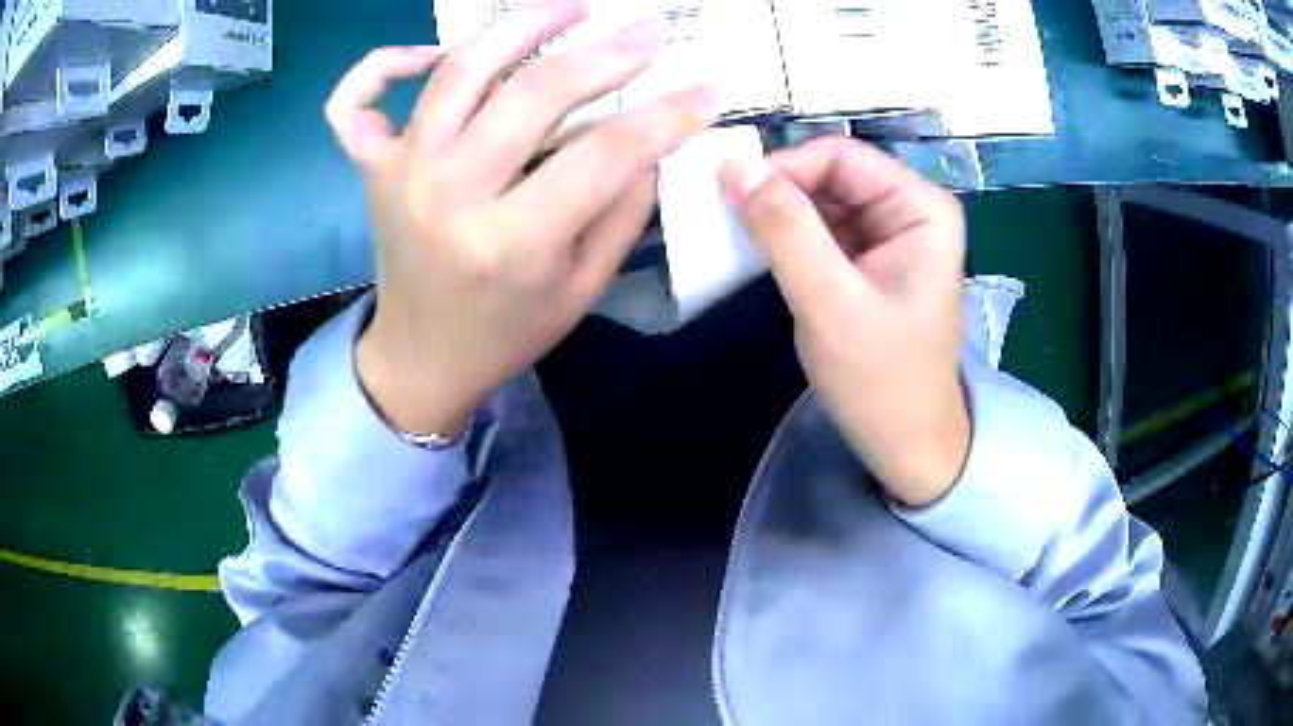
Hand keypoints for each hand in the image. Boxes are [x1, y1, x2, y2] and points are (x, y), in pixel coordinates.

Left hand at [325, 0, 719, 434]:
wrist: (422, 357)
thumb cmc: (507, 331)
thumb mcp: (582, 287)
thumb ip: (622, 209)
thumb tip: (649, 137)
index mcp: (510, 240)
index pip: (606, 152)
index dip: (668, 114)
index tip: (709, 87)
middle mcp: (448, 193)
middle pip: (533, 92)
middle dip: (606, 51)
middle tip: (649, 29)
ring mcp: (400, 172)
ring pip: (459, 70)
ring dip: (519, 24)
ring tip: (570, 7)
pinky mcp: (373, 167)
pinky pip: (356, 102)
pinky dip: (383, 65)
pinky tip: (430, 54)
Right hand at [719, 138, 969, 507]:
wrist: (907, 443)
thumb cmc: (881, 379)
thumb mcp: (830, 303)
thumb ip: (784, 230)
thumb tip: (732, 165)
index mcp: (920, 208)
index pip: (840, 156)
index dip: (783, 168)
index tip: (730, 197)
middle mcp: (909, 209)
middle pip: (830, 175)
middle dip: (778, 193)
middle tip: (725, 219)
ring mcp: (890, 235)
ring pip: (821, 200)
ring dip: (777, 215)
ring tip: (736, 238)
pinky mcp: (869, 260)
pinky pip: (822, 229)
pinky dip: (787, 238)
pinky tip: (760, 255)